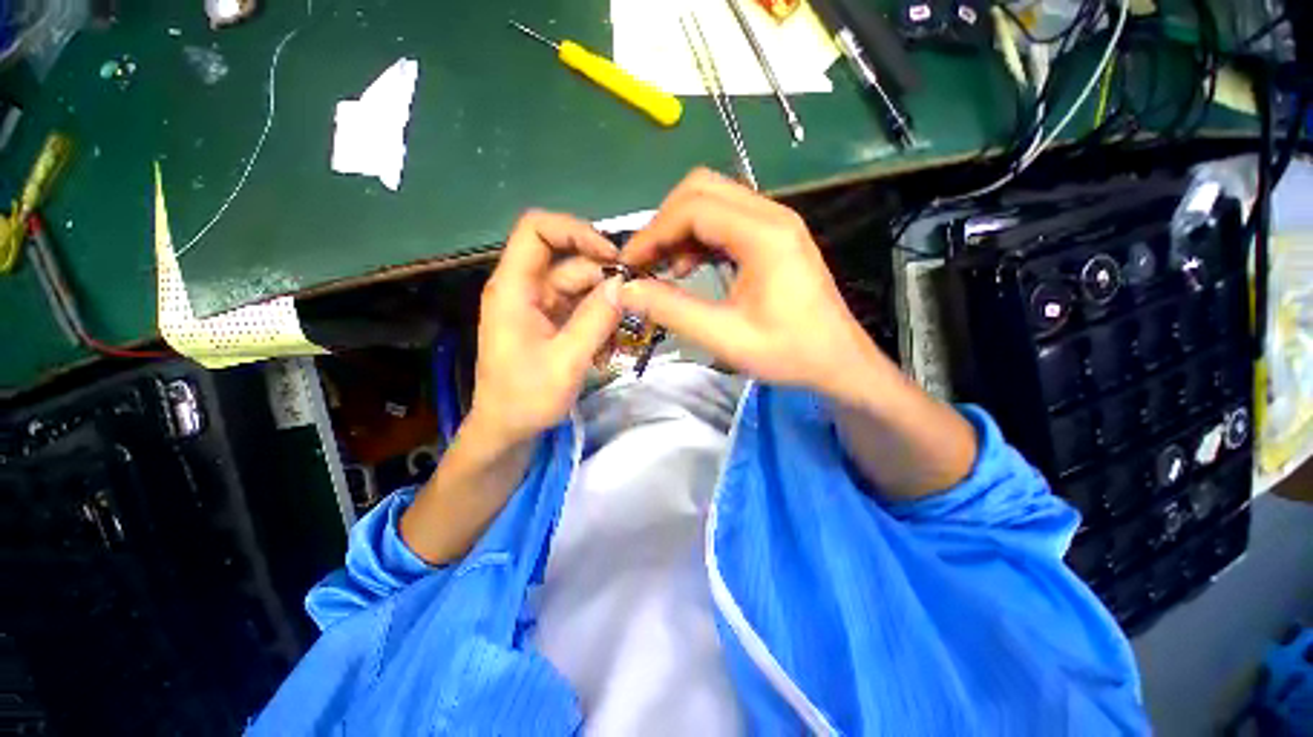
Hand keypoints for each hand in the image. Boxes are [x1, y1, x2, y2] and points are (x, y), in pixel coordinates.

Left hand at [468, 210, 622, 445]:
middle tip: (636, 296)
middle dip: (603, 273)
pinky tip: (611, 339)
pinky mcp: (550, 320)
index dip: (575, 231)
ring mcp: (538, 305)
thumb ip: (596, 320)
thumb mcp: (566, 361)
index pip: (537, 230)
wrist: (508, 430)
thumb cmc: (526, 399)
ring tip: (626, 325)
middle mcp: (525, 288)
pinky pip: (580, 305)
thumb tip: (624, 284)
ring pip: (579, 284)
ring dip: (605, 300)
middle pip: (567, 259)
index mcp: (514, 288)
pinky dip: (599, 315)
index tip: (611, 256)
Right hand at [619, 169, 880, 402]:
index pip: (693, 208)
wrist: (839, 362)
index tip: (629, 265)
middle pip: (701, 189)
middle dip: (664, 223)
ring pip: (712, 201)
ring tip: (664, 269)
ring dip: (680, 229)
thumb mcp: (726, 337)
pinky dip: (698, 237)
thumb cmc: (789, 352)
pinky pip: (725, 220)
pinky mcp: (773, 237)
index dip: (653, 233)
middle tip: (646, 263)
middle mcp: (771, 215)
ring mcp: (775, 223)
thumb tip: (626, 291)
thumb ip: (672, 310)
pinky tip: (689, 267)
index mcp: (764, 235)